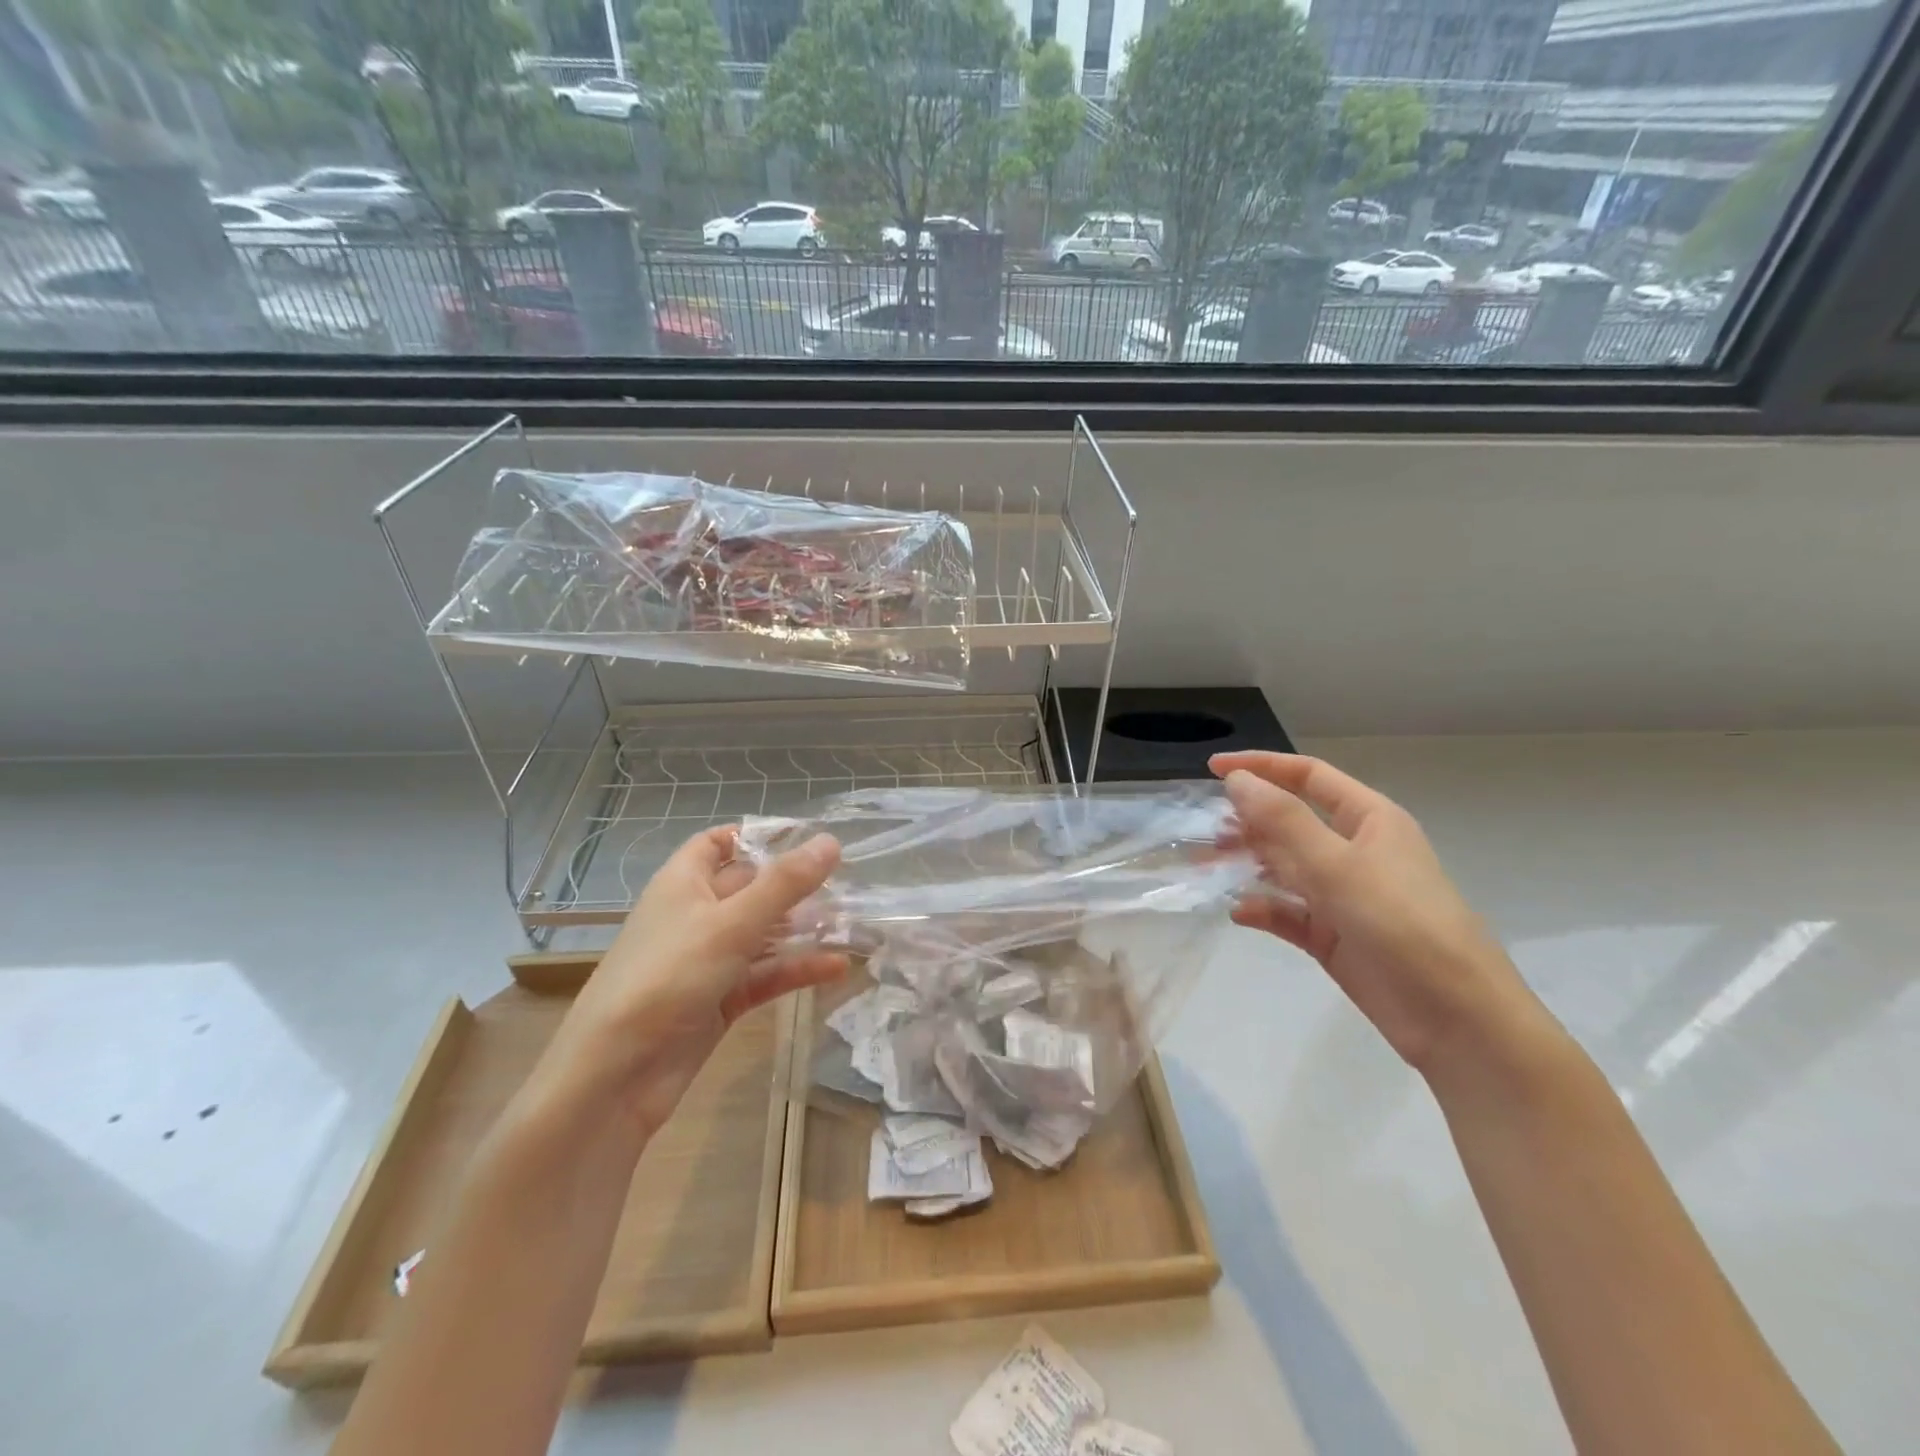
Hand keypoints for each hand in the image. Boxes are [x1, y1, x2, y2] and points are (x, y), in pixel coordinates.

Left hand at [533, 826, 846, 1139]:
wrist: (615, 1077)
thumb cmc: (667, 978)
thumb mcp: (731, 924)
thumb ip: (784, 884)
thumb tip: (831, 842)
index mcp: (683, 884)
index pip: (717, 843)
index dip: (756, 836)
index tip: (805, 838)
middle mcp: (695, 916)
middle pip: (750, 888)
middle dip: (794, 886)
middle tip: (848, 882)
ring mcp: (708, 961)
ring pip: (762, 934)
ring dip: (803, 929)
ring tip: (853, 923)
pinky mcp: (720, 1001)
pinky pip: (765, 975)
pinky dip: (796, 969)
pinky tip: (837, 967)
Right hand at [1213, 751, 1542, 1074]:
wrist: (1458, 1021)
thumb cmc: (1403, 925)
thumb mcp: (1339, 866)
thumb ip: (1284, 821)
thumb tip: (1237, 780)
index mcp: (1369, 820)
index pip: (1308, 777)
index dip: (1262, 767)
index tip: (1213, 769)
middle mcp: (1354, 851)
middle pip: (1290, 822)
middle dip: (1247, 822)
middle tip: (1204, 832)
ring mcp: (1342, 896)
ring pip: (1283, 868)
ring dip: (1247, 864)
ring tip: (1206, 868)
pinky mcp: (1333, 937)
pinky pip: (1287, 913)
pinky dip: (1262, 910)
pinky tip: (1238, 913)